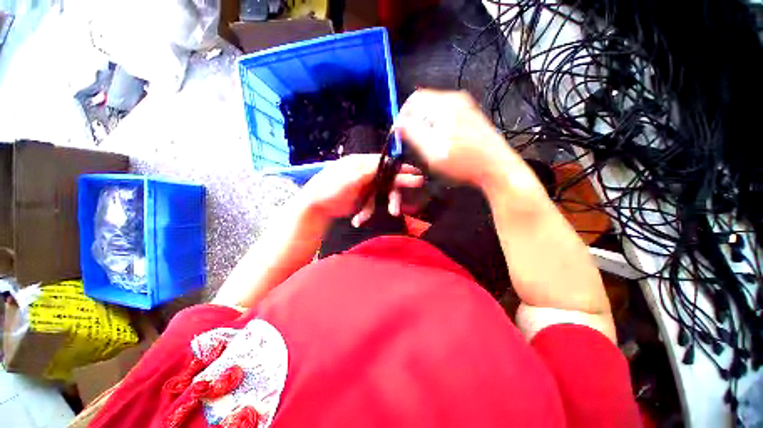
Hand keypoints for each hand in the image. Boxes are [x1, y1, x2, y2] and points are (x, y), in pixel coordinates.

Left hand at [301, 154, 423, 226]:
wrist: (315, 207)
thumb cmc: (327, 190)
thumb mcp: (345, 181)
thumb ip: (364, 173)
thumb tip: (383, 164)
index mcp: (360, 163)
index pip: (383, 163)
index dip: (399, 166)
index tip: (414, 170)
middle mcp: (365, 173)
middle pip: (387, 177)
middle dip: (400, 182)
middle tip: (418, 182)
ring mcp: (365, 186)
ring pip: (382, 193)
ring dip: (385, 203)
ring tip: (392, 212)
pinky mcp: (363, 198)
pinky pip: (372, 204)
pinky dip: (368, 212)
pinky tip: (358, 220)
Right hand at [394, 89, 524, 188]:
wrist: (496, 169)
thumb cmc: (462, 163)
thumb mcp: (431, 152)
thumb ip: (412, 134)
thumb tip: (398, 123)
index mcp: (445, 104)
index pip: (413, 100)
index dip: (401, 117)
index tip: (398, 135)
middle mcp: (456, 99)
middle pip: (424, 104)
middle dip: (413, 122)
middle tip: (410, 143)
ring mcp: (465, 107)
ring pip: (434, 111)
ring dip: (424, 126)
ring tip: (423, 146)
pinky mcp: (470, 117)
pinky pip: (445, 117)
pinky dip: (436, 127)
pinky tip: (439, 143)